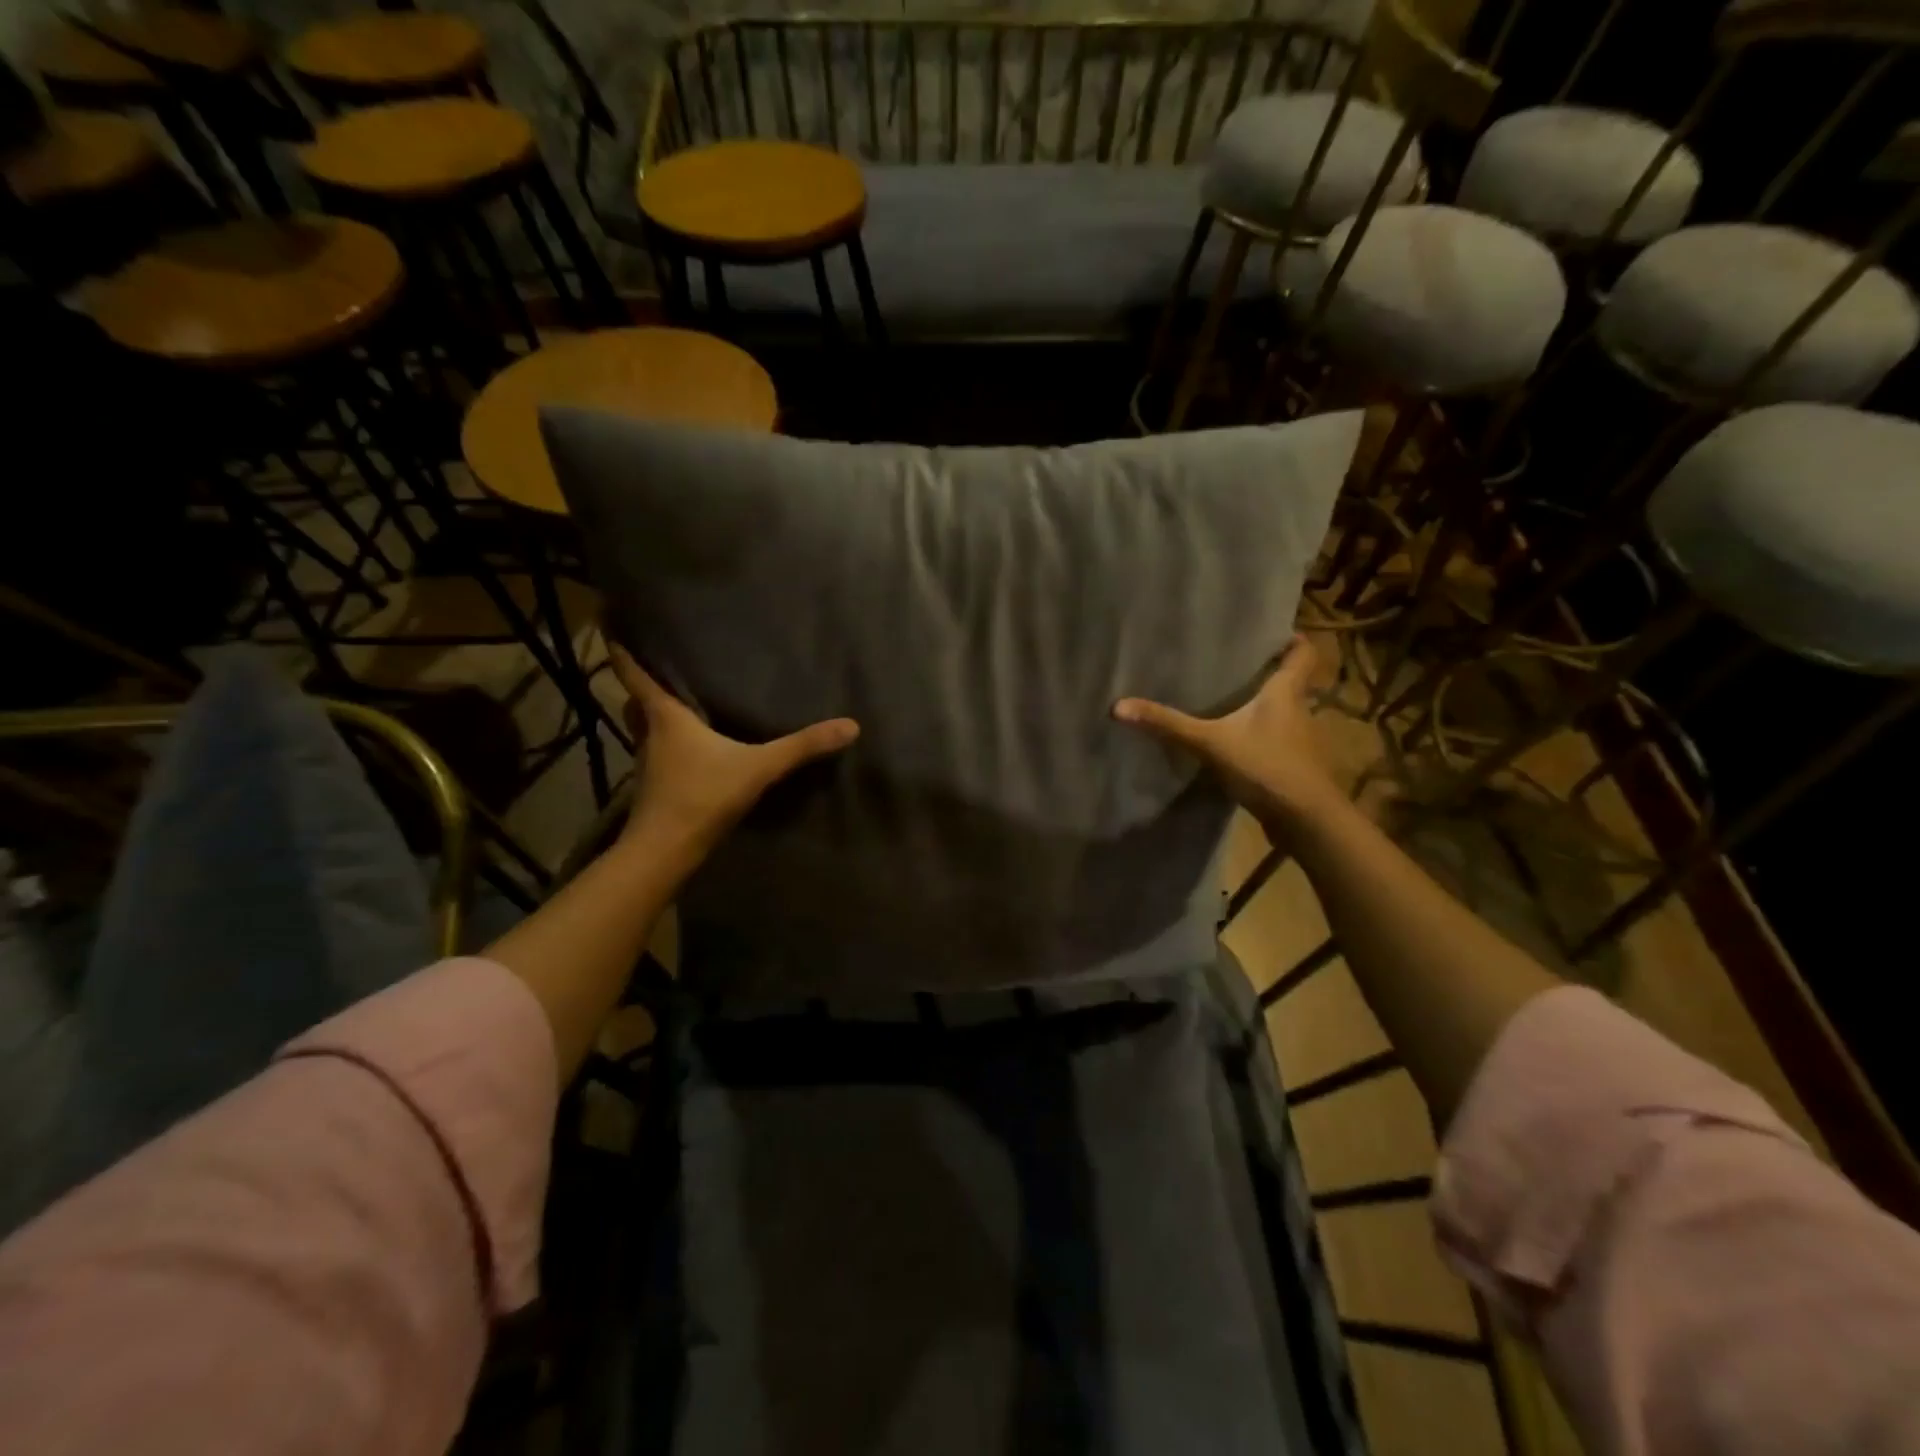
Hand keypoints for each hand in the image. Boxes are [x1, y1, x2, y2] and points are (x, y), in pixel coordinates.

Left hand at [609, 645, 858, 852]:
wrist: (666, 850)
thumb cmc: (703, 795)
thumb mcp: (759, 767)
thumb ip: (802, 746)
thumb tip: (850, 725)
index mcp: (666, 717)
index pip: (636, 675)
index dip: (622, 651)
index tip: (610, 625)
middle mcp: (650, 735)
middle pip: (636, 702)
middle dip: (641, 685)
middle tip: (659, 668)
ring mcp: (649, 764)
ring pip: (644, 729)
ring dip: (653, 716)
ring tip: (678, 704)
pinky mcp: (655, 788)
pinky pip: (658, 754)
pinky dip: (668, 745)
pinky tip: (691, 751)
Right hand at [1113, 635, 1340, 835]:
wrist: (1306, 821)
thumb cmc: (1266, 767)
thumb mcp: (1210, 743)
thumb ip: (1168, 725)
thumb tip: (1118, 706)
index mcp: (1286, 692)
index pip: (1302, 653)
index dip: (1292, 640)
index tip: (1270, 632)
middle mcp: (1299, 710)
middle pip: (1290, 682)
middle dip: (1266, 673)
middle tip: (1233, 664)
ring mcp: (1299, 741)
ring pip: (1283, 713)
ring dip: (1262, 708)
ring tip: (1228, 701)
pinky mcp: (1292, 767)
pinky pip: (1275, 742)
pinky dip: (1258, 738)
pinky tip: (1233, 744)